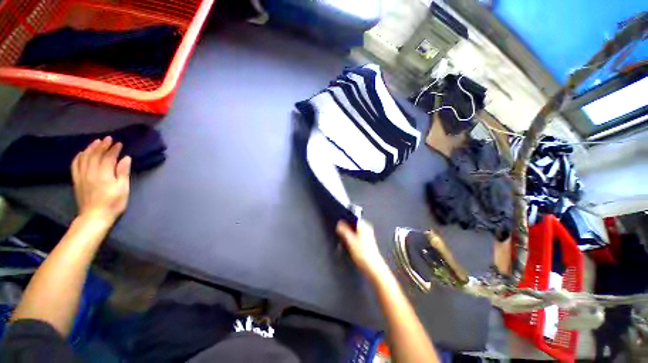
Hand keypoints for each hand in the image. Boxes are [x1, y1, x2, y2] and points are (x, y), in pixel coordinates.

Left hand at [71, 137, 130, 224]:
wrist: (94, 217)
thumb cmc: (113, 203)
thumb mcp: (123, 189)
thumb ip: (123, 173)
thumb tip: (126, 158)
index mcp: (104, 174)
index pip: (108, 157)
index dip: (113, 149)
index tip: (119, 143)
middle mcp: (91, 172)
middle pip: (95, 155)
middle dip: (102, 146)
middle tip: (108, 139)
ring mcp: (81, 176)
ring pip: (84, 157)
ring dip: (90, 148)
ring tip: (96, 142)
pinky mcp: (76, 180)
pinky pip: (75, 165)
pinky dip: (79, 157)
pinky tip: (82, 153)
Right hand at [336, 220, 387, 277]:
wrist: (373, 268)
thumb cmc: (363, 254)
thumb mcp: (350, 241)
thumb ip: (344, 231)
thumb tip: (339, 223)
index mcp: (363, 225)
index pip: (352, 217)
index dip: (344, 219)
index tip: (338, 222)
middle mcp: (366, 228)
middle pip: (353, 224)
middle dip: (345, 227)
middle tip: (339, 232)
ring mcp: (367, 235)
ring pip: (354, 230)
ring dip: (348, 234)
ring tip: (343, 239)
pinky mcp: (366, 242)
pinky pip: (356, 236)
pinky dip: (351, 238)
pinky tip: (348, 245)